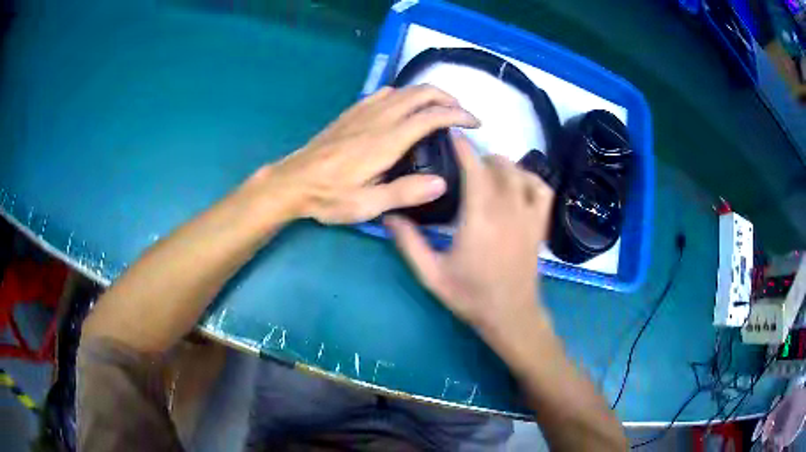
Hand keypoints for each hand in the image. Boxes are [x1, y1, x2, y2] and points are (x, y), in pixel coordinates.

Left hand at [247, 85, 479, 224]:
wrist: (293, 181)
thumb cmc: (330, 197)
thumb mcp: (368, 205)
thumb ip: (405, 193)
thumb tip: (442, 183)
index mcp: (387, 141)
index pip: (432, 116)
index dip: (458, 115)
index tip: (474, 122)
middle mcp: (379, 119)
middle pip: (420, 93)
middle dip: (446, 97)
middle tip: (460, 113)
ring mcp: (363, 112)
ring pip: (403, 90)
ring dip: (426, 94)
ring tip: (438, 109)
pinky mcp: (352, 113)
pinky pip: (383, 93)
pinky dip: (403, 95)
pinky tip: (403, 107)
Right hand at [385, 132, 554, 341]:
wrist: (510, 316)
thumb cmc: (470, 296)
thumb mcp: (431, 275)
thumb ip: (409, 243)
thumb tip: (389, 214)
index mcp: (480, 218)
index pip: (474, 169)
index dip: (462, 148)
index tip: (452, 135)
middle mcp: (507, 210)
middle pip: (498, 166)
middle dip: (480, 157)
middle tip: (463, 164)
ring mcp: (528, 216)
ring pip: (520, 173)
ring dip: (503, 165)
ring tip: (487, 172)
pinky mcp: (539, 225)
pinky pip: (543, 190)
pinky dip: (531, 179)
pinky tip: (519, 184)